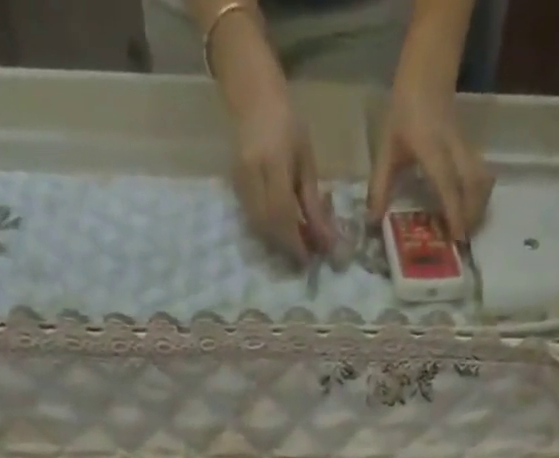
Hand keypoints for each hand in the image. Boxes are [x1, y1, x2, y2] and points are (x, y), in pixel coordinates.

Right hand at [210, 9, 333, 261]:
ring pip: (258, 227)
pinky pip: (252, 220)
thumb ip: (312, 202)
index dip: (295, 242)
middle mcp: (251, 176)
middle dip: (287, 247)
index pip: (282, 214)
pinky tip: (282, 232)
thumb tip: (325, 241)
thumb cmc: (286, 122)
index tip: (309, 260)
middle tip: (305, 257)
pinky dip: (268, 232)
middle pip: (268, 226)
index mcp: (272, 163)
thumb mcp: (306, 160)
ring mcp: (238, 183)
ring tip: (296, 246)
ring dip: (278, 243)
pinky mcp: (234, 189)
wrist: (250, 96)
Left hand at [370, 46, 492, 240]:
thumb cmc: (404, 109)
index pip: (448, 184)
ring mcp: (466, 147)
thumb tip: (373, 221)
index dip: (454, 211)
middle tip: (462, 240)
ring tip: (467, 228)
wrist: (427, 72)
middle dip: (472, 214)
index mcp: (432, 149)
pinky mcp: (470, 148)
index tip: (457, 237)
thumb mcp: (385, 148)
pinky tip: (470, 208)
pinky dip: (479, 194)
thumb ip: (379, 185)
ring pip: (482, 179)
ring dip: (479, 206)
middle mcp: (454, 149)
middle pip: (474, 184)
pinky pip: (481, 174)